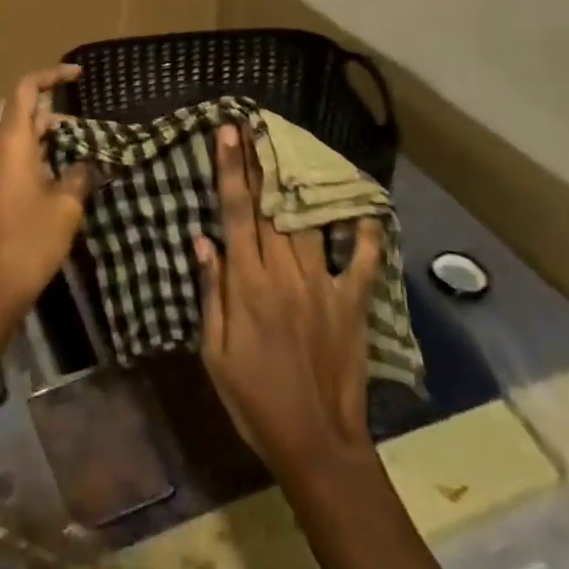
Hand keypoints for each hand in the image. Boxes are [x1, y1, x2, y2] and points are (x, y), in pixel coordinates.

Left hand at [0, 66, 97, 317]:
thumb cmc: (30, 238)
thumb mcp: (66, 205)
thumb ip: (80, 174)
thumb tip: (89, 163)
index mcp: (9, 141)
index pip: (26, 89)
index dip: (51, 76)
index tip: (77, 75)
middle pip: (24, 115)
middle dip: (56, 118)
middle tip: (88, 133)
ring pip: (18, 139)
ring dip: (47, 141)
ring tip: (79, 157)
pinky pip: (10, 158)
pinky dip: (34, 157)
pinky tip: (57, 177)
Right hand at [195, 123, 383, 476]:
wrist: (316, 445)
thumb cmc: (254, 399)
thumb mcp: (215, 352)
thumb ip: (211, 292)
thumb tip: (203, 239)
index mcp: (248, 283)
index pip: (236, 212)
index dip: (230, 168)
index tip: (227, 131)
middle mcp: (284, 273)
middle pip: (269, 206)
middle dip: (259, 161)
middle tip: (254, 123)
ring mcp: (322, 285)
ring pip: (307, 221)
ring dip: (298, 182)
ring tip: (291, 147)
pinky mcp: (351, 303)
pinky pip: (361, 260)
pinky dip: (364, 232)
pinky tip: (365, 206)